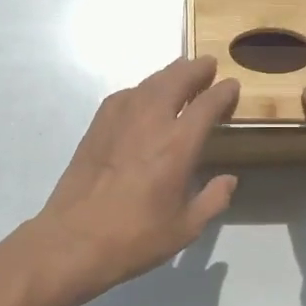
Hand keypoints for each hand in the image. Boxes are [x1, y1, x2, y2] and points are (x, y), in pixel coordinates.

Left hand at [33, 57, 240, 305]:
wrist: (73, 240)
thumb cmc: (134, 238)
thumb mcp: (185, 228)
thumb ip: (213, 200)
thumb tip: (229, 180)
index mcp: (178, 144)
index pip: (207, 103)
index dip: (223, 91)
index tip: (232, 86)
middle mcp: (151, 121)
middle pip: (176, 79)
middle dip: (195, 69)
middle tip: (207, 64)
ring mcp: (120, 119)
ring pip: (150, 82)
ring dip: (169, 73)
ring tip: (180, 72)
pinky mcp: (97, 125)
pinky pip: (126, 95)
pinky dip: (142, 89)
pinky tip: (145, 97)